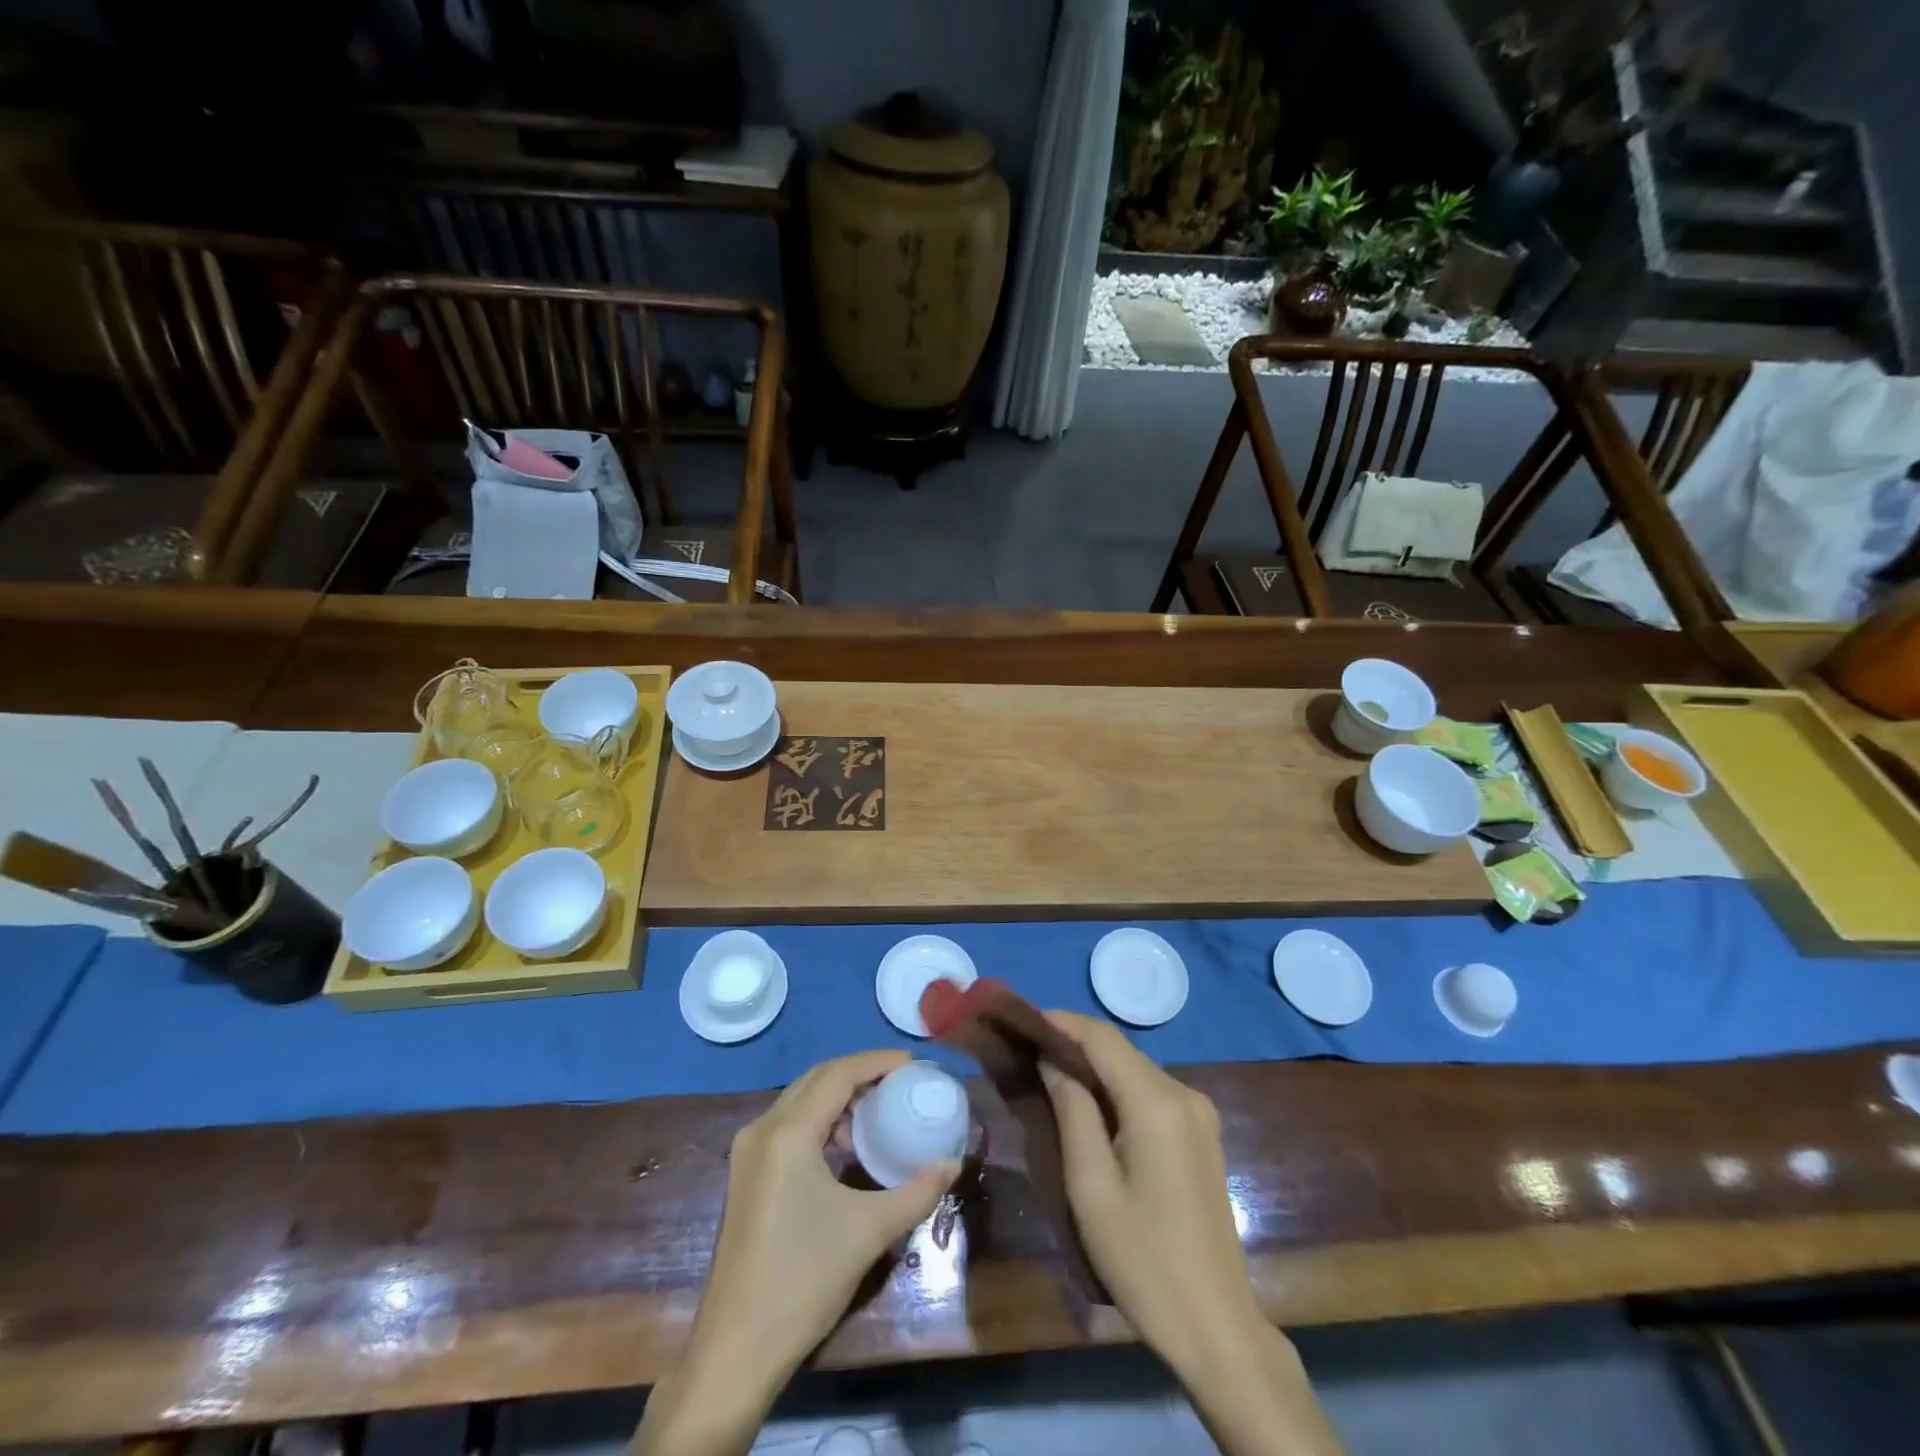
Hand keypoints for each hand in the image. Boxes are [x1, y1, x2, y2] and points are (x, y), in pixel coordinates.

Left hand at [631, 1050, 957, 1455]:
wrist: (736, 1351)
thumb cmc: (804, 1280)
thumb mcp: (869, 1232)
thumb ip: (916, 1192)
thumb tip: (953, 1163)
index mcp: (788, 1132)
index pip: (838, 1074)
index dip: (876, 1062)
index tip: (913, 1064)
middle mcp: (762, 1129)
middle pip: (816, 1079)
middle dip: (859, 1073)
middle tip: (899, 1081)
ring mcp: (748, 1153)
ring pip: (800, 1101)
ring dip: (838, 1097)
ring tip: (878, 1112)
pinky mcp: (745, 1176)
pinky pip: (788, 1125)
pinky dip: (820, 1120)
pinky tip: (845, 1148)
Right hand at [1036, 1011, 1259, 1365]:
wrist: (1215, 1326)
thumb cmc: (1143, 1258)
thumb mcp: (1091, 1184)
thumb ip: (1072, 1110)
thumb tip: (1052, 1061)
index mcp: (1158, 1102)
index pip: (1103, 1038)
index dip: (1062, 1023)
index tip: (1023, 1021)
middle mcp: (1185, 1094)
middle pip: (1121, 1051)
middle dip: (1075, 1044)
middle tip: (1029, 1050)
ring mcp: (1199, 1114)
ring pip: (1136, 1071)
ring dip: (1096, 1067)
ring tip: (1051, 1073)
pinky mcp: (1202, 1135)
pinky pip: (1152, 1094)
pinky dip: (1118, 1089)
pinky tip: (1091, 1106)